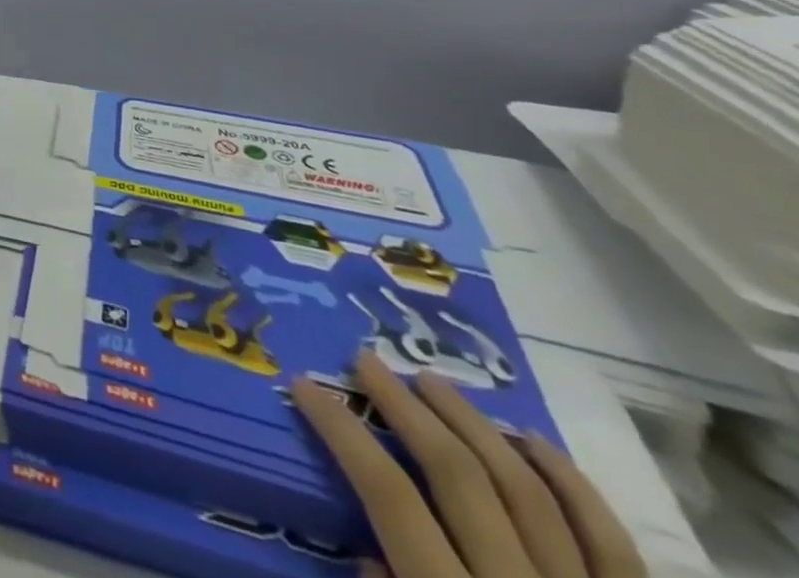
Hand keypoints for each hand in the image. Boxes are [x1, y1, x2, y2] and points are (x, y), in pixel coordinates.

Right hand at [292, 351, 644, 577]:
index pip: (389, 498)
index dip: (343, 433)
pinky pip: (611, 540)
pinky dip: (569, 481)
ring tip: (432, 380)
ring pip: (527, 488)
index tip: (306, 386)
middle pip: (457, 476)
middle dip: (404, 408)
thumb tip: (370, 558)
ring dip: (473, 424)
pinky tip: (529, 439)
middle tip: (366, 361)